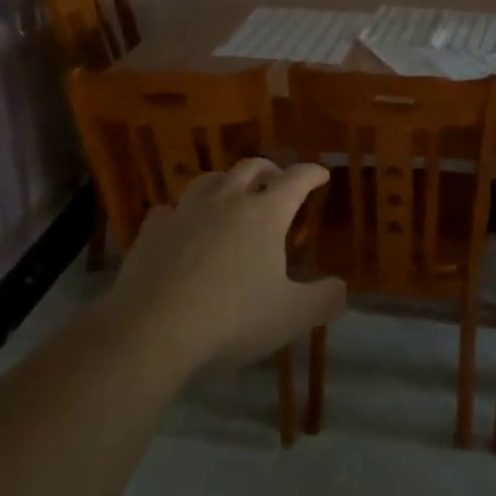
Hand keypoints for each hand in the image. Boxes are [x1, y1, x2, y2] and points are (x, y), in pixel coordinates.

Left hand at [102, 158, 347, 376]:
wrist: (153, 328)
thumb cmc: (232, 317)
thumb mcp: (291, 316)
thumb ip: (324, 300)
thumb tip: (343, 288)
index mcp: (265, 213)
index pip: (296, 179)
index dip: (312, 173)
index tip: (321, 174)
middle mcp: (227, 200)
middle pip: (252, 167)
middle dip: (270, 169)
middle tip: (278, 180)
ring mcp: (186, 210)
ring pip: (210, 179)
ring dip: (227, 182)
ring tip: (231, 194)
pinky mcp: (153, 229)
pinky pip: (171, 209)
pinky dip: (184, 213)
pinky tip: (183, 226)